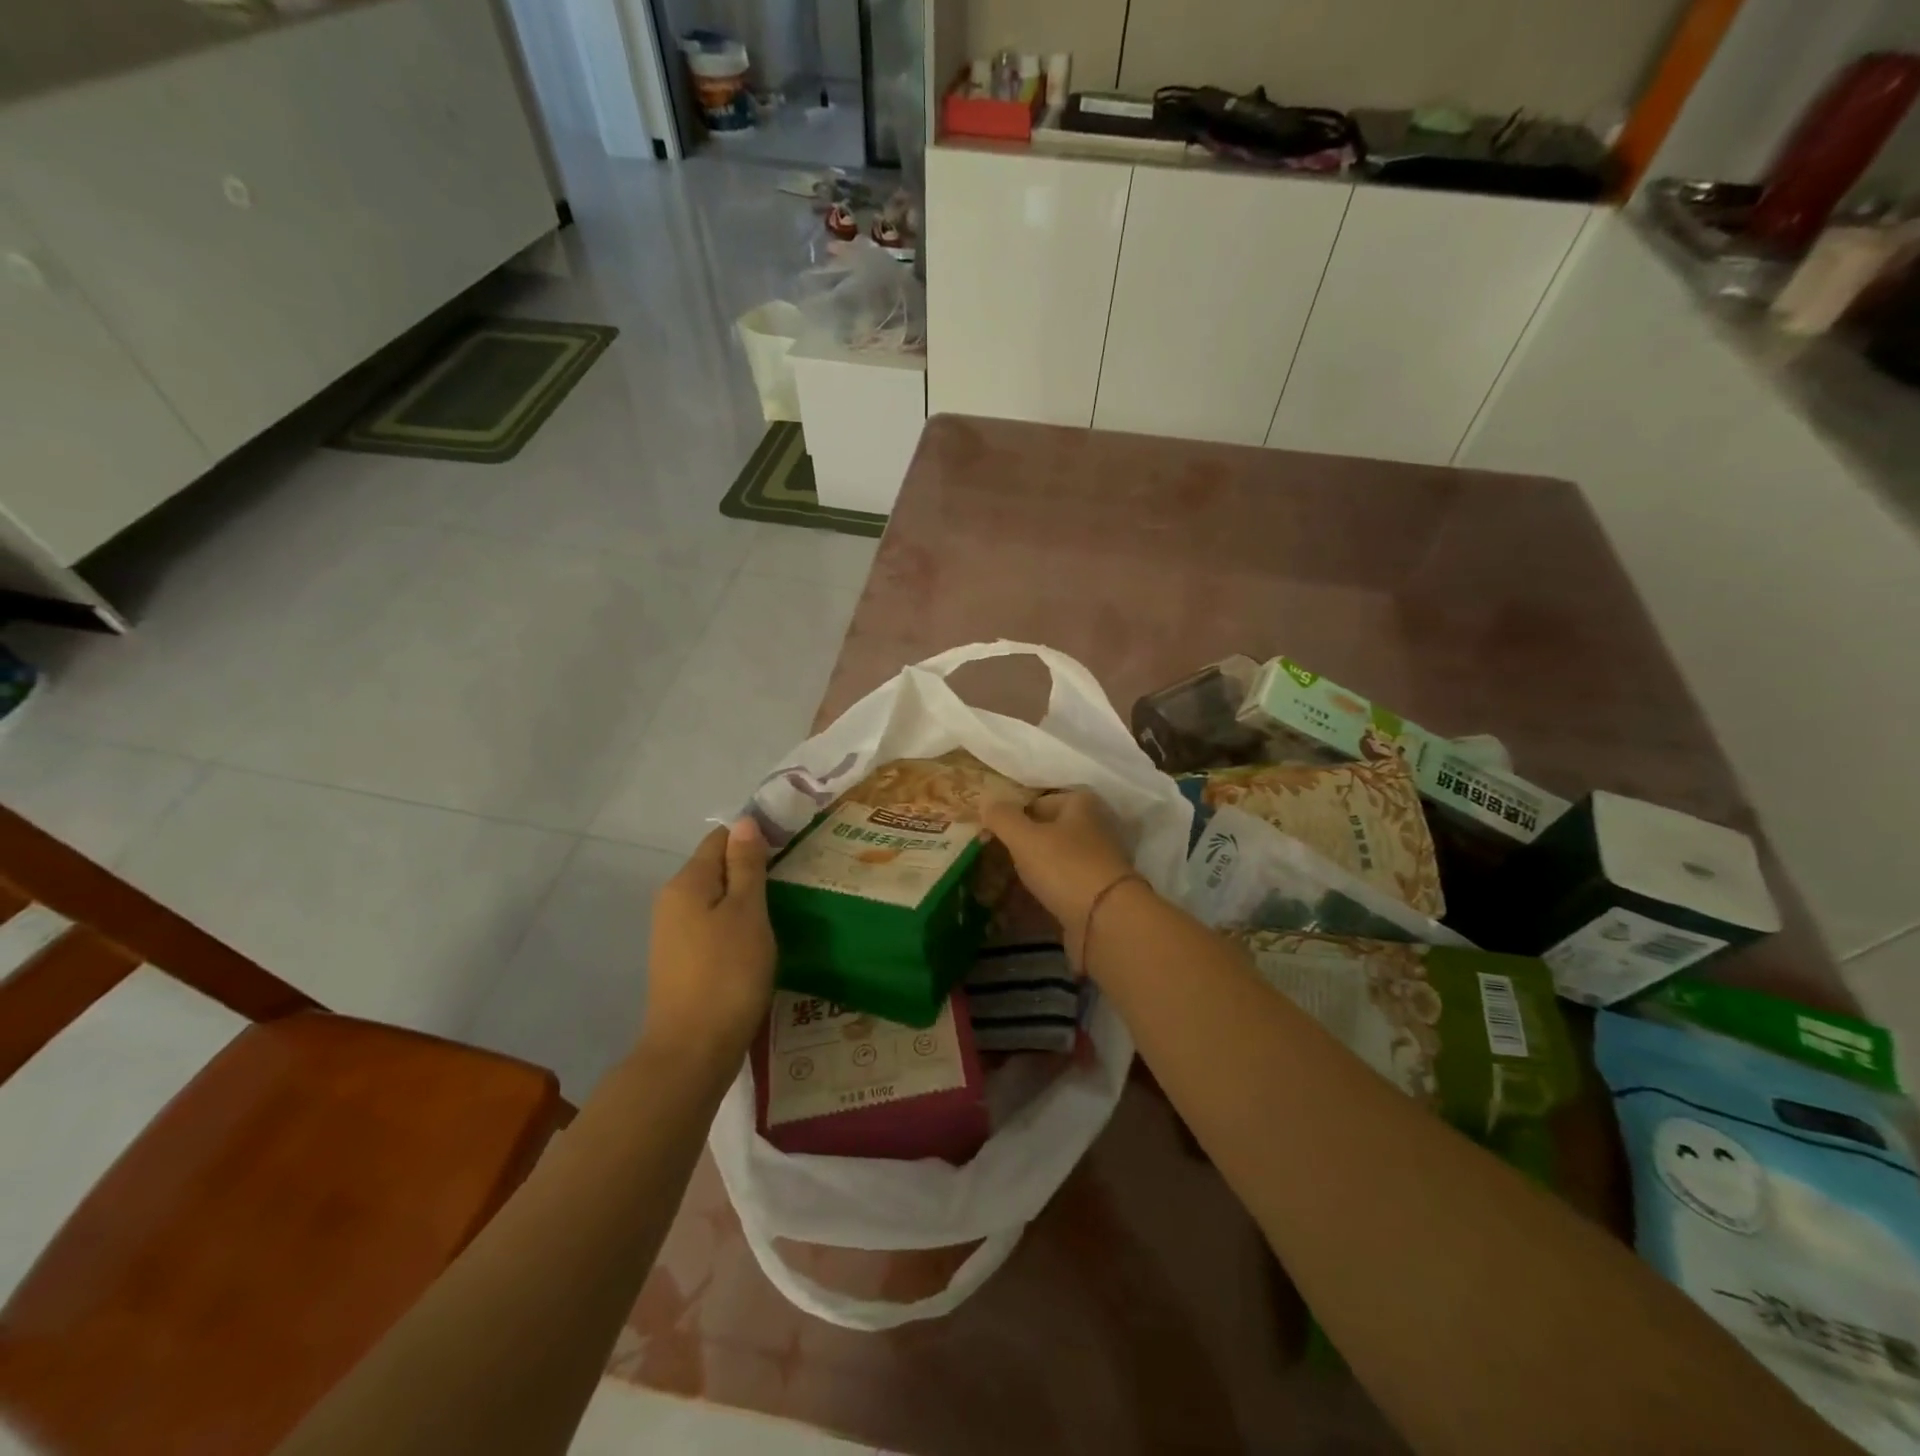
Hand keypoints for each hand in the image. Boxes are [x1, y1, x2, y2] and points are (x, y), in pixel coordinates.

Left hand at [644, 819, 775, 1056]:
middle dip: (751, 870)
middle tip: (792, 882)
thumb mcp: (747, 912)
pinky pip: (711, 927)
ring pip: (715, 900)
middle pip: (715, 868)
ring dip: (745, 901)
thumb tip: (744, 821)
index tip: (790, 850)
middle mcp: (672, 901)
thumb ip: (746, 866)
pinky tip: (758, 942)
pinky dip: (735, 926)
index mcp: (687, 883)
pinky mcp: (680, 962)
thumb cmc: (727, 974)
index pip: (720, 839)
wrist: (692, 1051)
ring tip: (782, 911)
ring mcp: (672, 934)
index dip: (754, 838)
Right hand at [981, 789, 1140, 961]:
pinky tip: (1019, 907)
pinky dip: (1042, 895)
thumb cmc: (1064, 866)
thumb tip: (985, 799)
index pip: (1038, 802)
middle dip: (1021, 846)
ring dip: (1030, 872)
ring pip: (1054, 862)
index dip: (1014, 816)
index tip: (991, 836)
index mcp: (1081, 804)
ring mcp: (1097, 863)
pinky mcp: (1096, 894)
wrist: (1106, 921)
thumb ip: (1002, 817)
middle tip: (993, 860)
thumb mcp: (1024, 837)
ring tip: (1000, 885)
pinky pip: (1061, 888)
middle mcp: (1094, 828)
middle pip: (1048, 832)